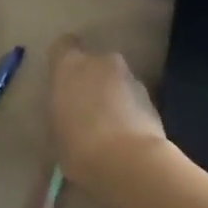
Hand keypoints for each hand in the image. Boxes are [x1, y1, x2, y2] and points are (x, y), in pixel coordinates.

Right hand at [47, 34, 169, 188]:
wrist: (128, 162)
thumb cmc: (78, 145)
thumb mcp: (55, 134)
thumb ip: (61, 116)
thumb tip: (67, 120)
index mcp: (70, 65)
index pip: (63, 45)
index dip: (63, 61)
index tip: (62, 80)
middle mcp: (101, 62)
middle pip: (94, 63)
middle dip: (92, 80)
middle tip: (85, 109)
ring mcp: (131, 78)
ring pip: (117, 81)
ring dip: (113, 97)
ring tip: (108, 129)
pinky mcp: (153, 99)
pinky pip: (134, 100)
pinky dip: (130, 112)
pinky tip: (126, 139)